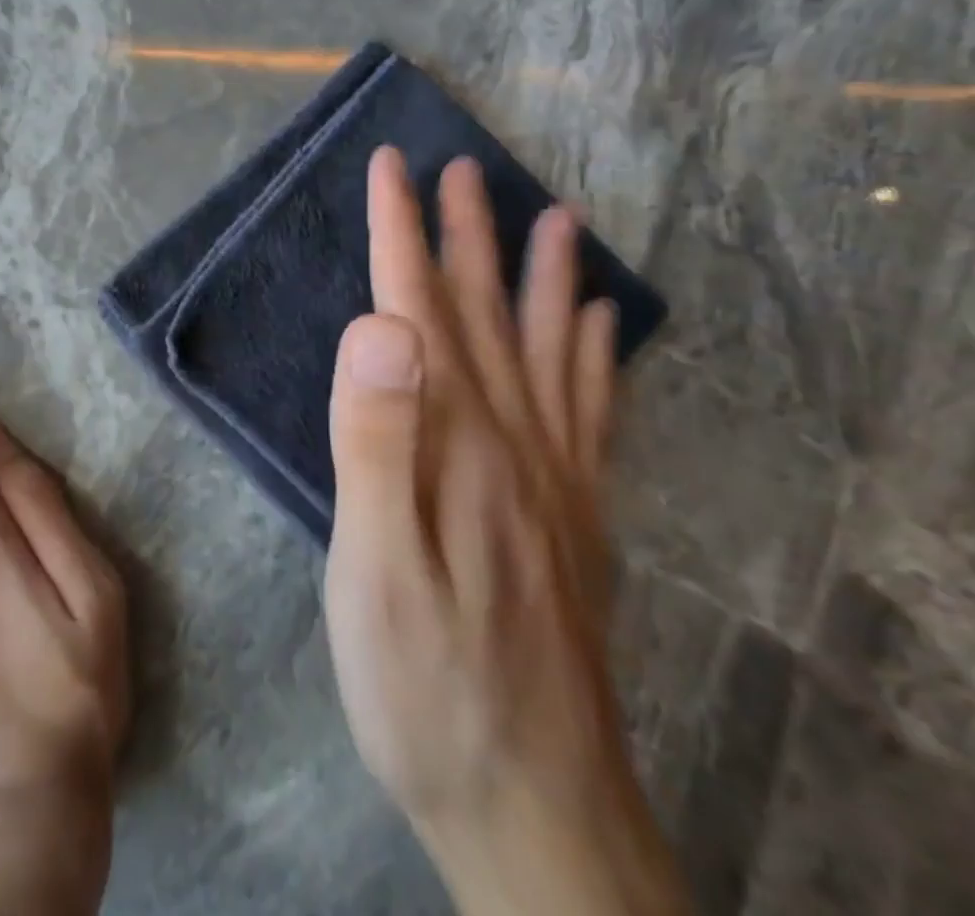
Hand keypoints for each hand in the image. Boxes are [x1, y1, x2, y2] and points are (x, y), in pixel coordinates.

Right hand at [324, 147, 687, 915]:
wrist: (537, 809)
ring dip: (543, 277)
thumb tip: (378, 324)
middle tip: (462, 168)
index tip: (390, 166)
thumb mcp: (375, 566)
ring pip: (548, 351)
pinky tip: (599, 327)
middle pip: (483, 314)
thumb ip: (376, 438)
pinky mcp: (574, 518)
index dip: (400, 231)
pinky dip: (594, 356)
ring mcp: (556, 479)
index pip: (418, 307)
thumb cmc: (427, 683)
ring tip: (557, 219)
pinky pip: (593, 413)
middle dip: (465, 233)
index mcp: (456, 440)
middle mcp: (515, 441)